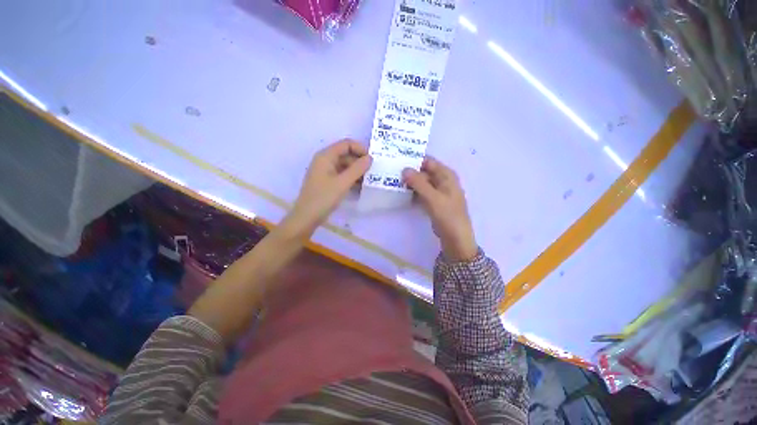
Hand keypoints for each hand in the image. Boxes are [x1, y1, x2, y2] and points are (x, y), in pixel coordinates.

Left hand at [284, 139, 371, 237]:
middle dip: (359, 161)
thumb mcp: (343, 182)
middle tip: (373, 172)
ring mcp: (325, 172)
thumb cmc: (324, 198)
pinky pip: (341, 175)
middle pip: (345, 154)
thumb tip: (370, 158)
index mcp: (326, 156)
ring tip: (368, 180)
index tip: (372, 160)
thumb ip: (357, 169)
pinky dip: (351, 178)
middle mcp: (324, 160)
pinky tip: (360, 186)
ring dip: (356, 171)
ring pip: (344, 166)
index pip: (346, 144)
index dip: (360, 149)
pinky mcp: (327, 182)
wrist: (307, 217)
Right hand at [403, 157, 477, 261]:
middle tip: (393, 172)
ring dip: (411, 183)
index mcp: (447, 175)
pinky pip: (422, 193)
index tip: (398, 160)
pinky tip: (402, 194)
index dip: (414, 160)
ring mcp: (438, 192)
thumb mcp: (433, 197)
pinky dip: (413, 193)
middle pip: (424, 172)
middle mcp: (443, 181)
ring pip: (422, 183)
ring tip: (394, 181)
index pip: (429, 162)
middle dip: (410, 172)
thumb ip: (418, 182)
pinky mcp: (433, 202)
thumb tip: (405, 169)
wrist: (455, 237)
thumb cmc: (447, 215)